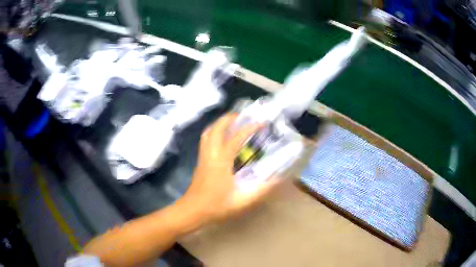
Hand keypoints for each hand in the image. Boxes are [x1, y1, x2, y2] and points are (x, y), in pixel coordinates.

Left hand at [180, 113, 279, 223]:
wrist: (193, 211)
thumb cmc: (216, 206)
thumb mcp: (242, 201)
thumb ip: (262, 190)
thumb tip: (278, 179)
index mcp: (221, 161)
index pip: (236, 138)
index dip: (249, 128)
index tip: (261, 123)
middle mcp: (211, 154)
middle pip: (217, 128)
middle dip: (230, 118)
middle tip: (244, 116)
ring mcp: (203, 156)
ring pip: (208, 132)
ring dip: (220, 123)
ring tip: (233, 122)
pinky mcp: (200, 160)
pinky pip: (206, 139)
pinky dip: (214, 131)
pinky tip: (222, 138)